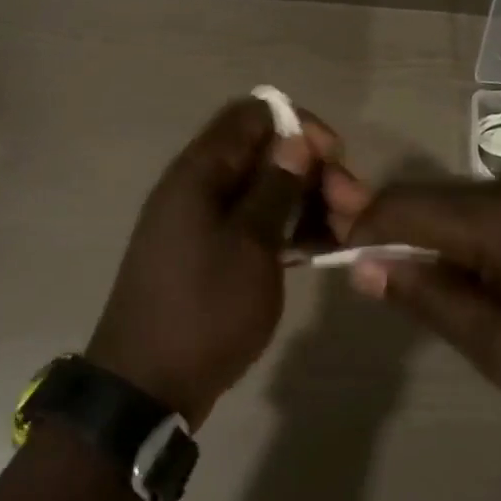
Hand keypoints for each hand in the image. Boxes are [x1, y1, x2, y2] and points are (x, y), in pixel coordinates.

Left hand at [86, 97, 337, 425]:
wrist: (149, 384)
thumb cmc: (204, 310)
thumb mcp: (250, 247)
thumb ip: (275, 189)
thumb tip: (297, 139)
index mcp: (198, 173)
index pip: (252, 115)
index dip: (298, 127)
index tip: (336, 157)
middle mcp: (196, 188)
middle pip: (261, 154)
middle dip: (311, 171)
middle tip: (352, 207)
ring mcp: (200, 224)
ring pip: (261, 192)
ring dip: (303, 203)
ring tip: (344, 233)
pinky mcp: (208, 256)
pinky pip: (252, 225)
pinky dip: (284, 230)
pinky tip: (319, 250)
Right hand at [328, 172, 500, 433]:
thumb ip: (431, 300)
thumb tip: (364, 267)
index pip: (407, 205)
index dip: (364, 226)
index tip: (341, 259)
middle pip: (436, 197)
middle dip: (400, 233)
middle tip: (388, 285)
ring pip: (468, 200)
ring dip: (441, 236)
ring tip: (444, 292)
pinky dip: (478, 234)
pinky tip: (492, 277)